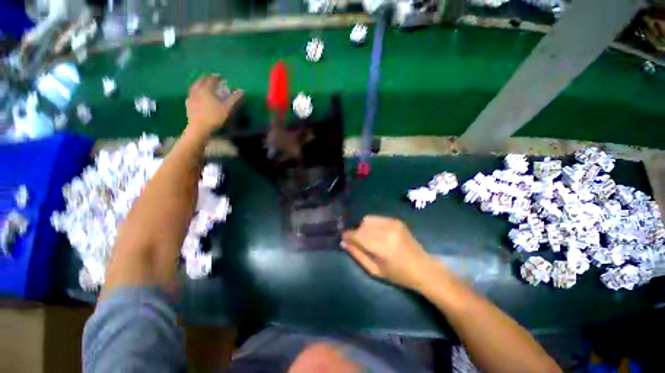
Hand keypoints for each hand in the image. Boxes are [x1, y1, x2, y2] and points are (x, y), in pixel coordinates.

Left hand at [186, 75, 243, 136]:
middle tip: (210, 78)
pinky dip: (195, 92)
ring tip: (202, 84)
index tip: (220, 76)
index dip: (215, 77)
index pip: (210, 80)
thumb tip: (242, 90)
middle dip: (206, 78)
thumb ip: (234, 98)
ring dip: (199, 84)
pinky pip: (191, 94)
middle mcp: (197, 91)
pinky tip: (196, 95)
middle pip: (200, 81)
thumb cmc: (214, 117)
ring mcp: (191, 97)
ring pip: (194, 87)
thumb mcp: (227, 108)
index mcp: (206, 90)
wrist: (199, 128)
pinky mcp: (188, 105)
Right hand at [342, 216, 438, 290]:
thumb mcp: (375, 270)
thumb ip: (357, 254)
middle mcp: (387, 231)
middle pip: (362, 225)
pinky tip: (375, 233)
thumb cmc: (398, 275)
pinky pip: (377, 218)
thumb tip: (343, 242)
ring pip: (368, 219)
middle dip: (355, 232)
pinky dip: (372, 224)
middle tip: (355, 241)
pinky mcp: (396, 220)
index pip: (358, 235)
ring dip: (363, 227)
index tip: (343, 237)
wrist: (423, 267)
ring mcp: (393, 223)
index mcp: (383, 247)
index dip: (348, 235)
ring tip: (366, 237)